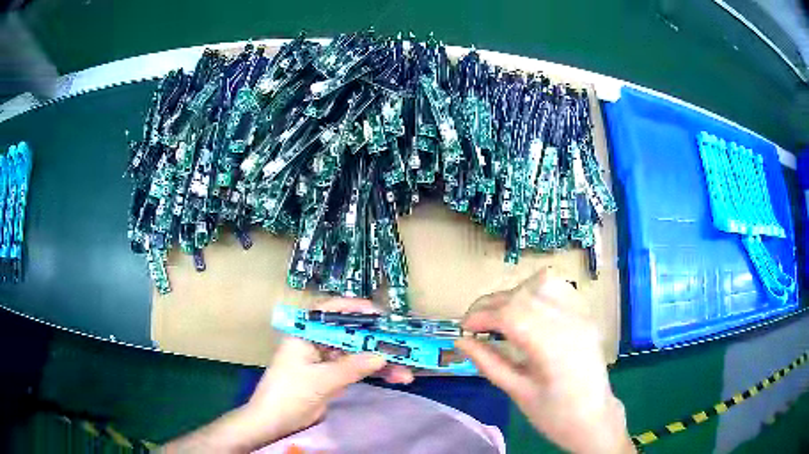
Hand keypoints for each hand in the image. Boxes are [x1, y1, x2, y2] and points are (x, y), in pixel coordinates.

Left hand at [164, 298, 412, 452]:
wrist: (275, 421)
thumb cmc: (289, 393)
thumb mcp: (321, 380)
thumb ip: (352, 367)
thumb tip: (383, 355)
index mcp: (305, 334)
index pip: (329, 311)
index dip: (355, 309)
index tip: (380, 314)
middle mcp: (315, 342)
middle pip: (349, 334)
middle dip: (376, 341)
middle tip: (403, 344)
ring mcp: (324, 360)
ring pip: (356, 354)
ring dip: (380, 362)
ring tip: (406, 372)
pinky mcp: (331, 376)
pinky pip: (356, 369)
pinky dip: (373, 373)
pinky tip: (394, 378)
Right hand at [455, 269, 633, 453]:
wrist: (594, 418)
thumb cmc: (554, 414)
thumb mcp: (517, 392)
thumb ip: (488, 363)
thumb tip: (460, 342)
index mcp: (551, 346)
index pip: (509, 314)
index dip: (481, 316)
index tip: (464, 329)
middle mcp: (569, 322)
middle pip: (523, 295)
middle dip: (493, 304)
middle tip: (476, 323)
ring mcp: (581, 315)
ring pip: (543, 283)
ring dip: (516, 293)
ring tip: (502, 314)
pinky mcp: (586, 315)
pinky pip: (560, 289)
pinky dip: (538, 291)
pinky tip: (529, 310)